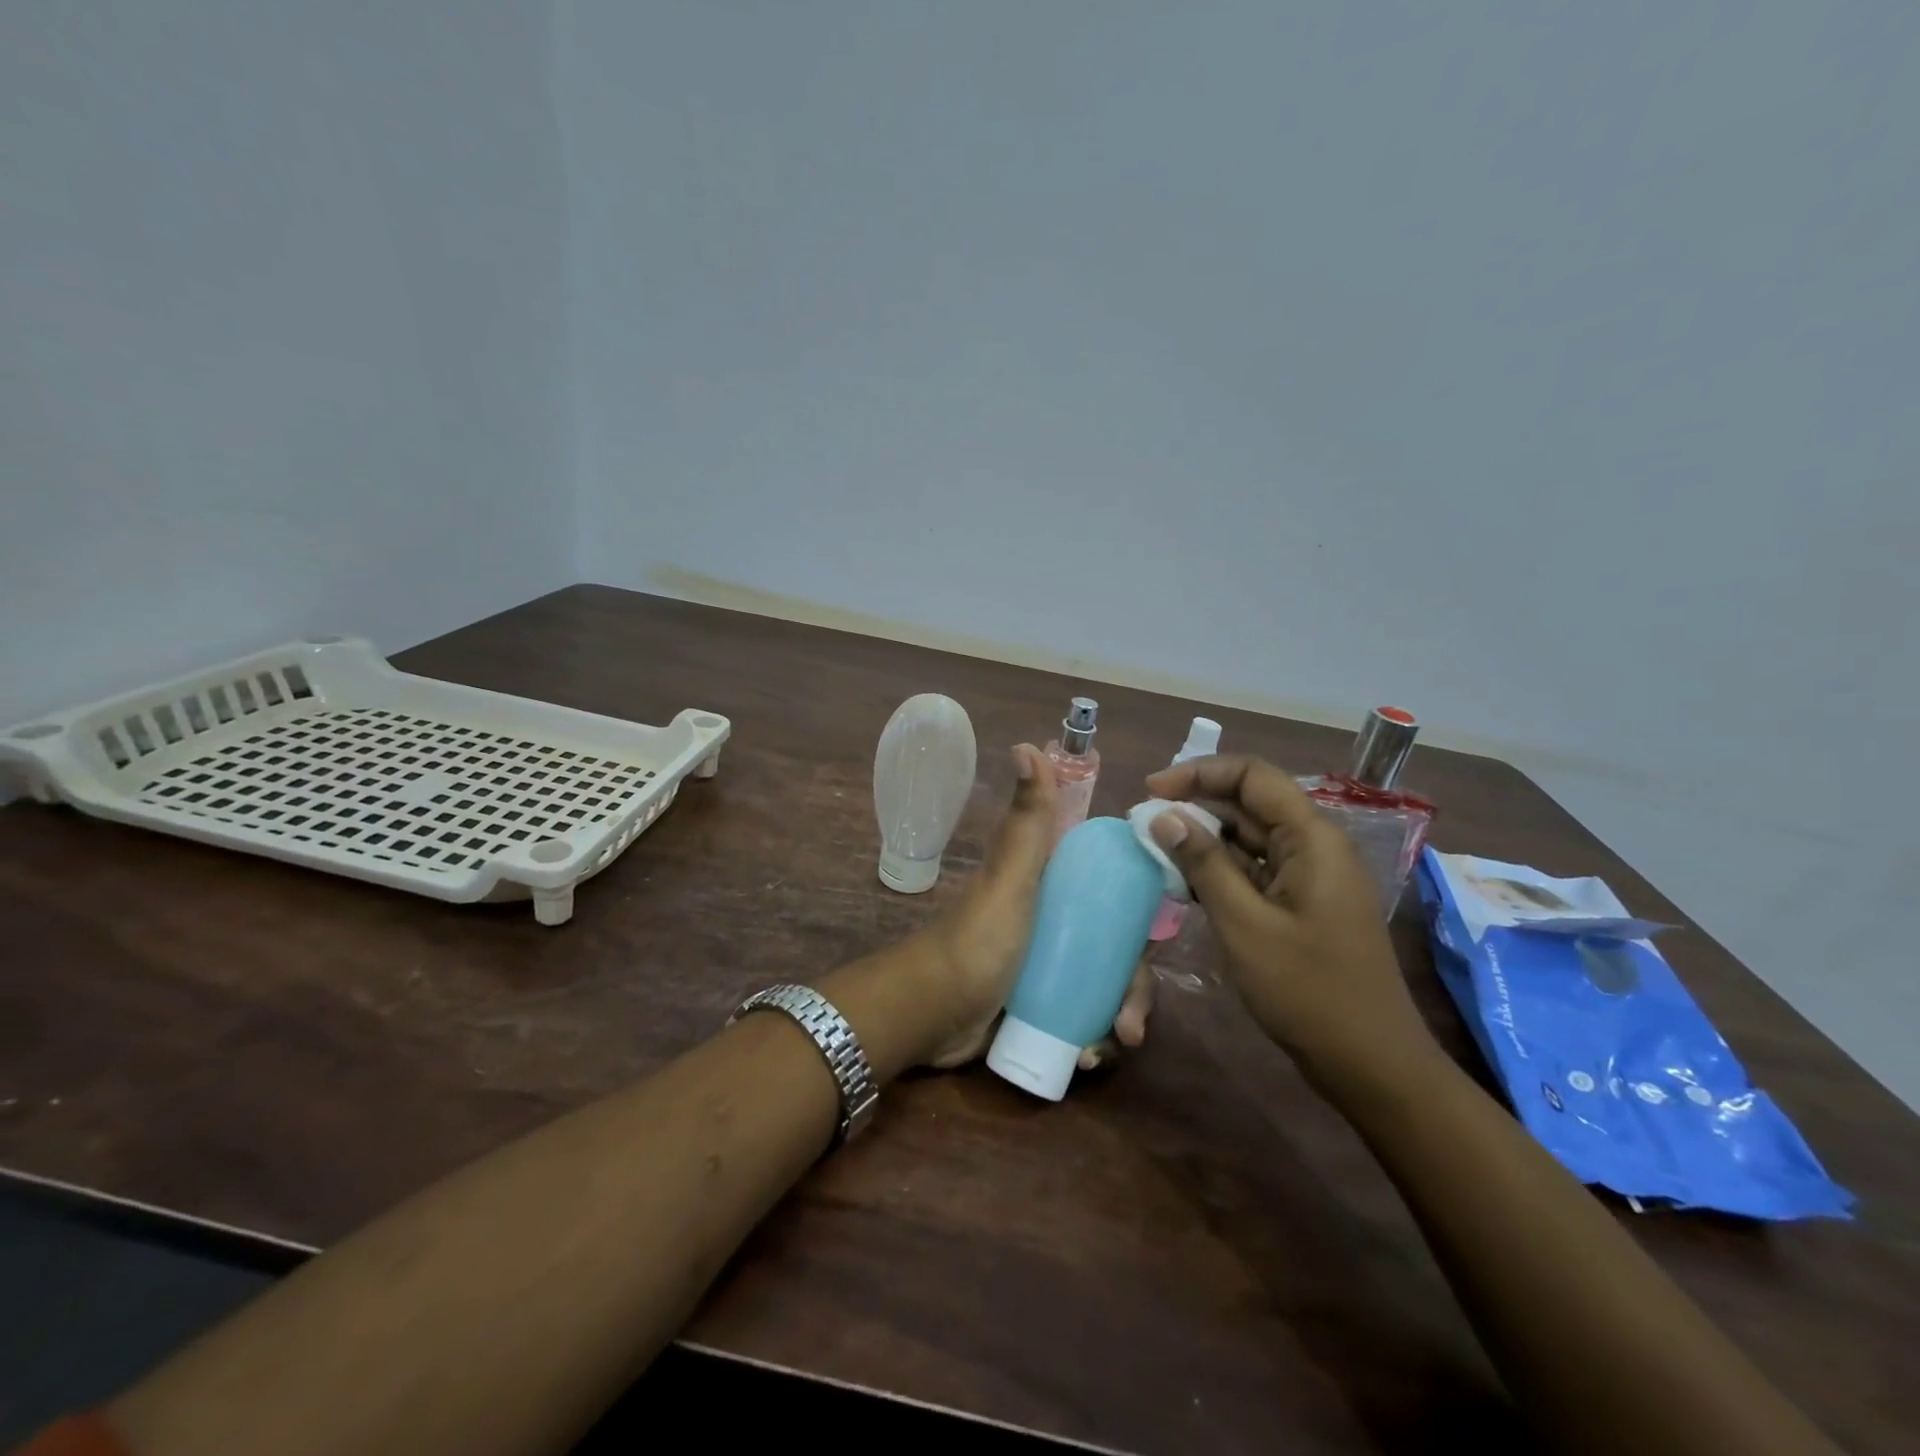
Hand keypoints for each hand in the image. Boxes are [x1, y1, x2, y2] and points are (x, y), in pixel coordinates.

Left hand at [919, 744, 1154, 1068]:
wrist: (931, 1012)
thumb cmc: (979, 939)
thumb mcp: (1011, 877)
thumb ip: (1026, 821)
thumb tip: (1028, 744)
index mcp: (1056, 885)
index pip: (1115, 889)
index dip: (1141, 909)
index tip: (1156, 938)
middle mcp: (1058, 921)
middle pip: (1119, 947)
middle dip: (1134, 986)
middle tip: (1133, 1020)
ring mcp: (1050, 965)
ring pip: (1106, 986)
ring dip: (1120, 1018)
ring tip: (1112, 1046)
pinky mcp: (1041, 1004)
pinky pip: (1085, 1018)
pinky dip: (1094, 1038)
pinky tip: (1088, 1058)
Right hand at [1143, 753, 1442, 1095]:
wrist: (1370, 1063)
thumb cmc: (1307, 990)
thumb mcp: (1244, 924)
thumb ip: (1203, 864)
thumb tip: (1164, 816)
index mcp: (1312, 838)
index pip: (1252, 776)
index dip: (1199, 773)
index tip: (1151, 792)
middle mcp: (1315, 846)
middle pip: (1250, 803)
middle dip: (1196, 804)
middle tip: (1145, 823)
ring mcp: (1311, 876)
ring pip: (1250, 837)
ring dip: (1204, 838)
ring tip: (1156, 849)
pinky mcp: (1303, 903)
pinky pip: (1256, 869)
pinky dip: (1220, 869)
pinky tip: (1185, 882)